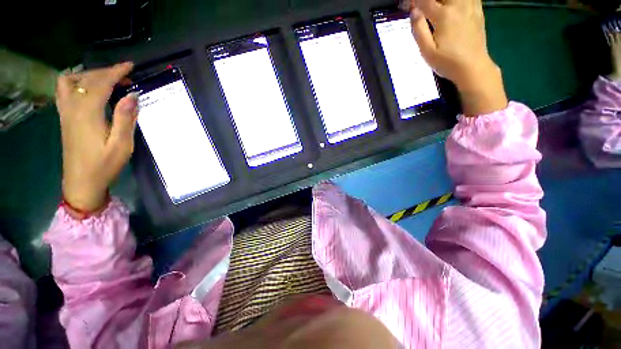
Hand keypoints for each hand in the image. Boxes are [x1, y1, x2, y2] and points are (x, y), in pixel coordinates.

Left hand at [55, 62, 137, 212]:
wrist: (81, 182)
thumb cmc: (104, 165)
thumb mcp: (121, 145)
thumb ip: (125, 118)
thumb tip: (132, 96)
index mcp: (88, 113)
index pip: (101, 83)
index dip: (116, 72)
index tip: (130, 66)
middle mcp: (73, 108)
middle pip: (86, 79)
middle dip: (107, 72)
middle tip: (126, 77)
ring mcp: (65, 112)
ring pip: (70, 81)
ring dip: (89, 75)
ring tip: (106, 80)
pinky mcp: (64, 117)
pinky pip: (64, 90)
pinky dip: (76, 82)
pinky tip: (88, 89)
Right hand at [407, 0, 507, 114]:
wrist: (473, 67)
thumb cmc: (447, 62)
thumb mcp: (427, 51)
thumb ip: (419, 30)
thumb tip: (413, 12)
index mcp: (444, 15)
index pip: (424, 0)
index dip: (412, 0)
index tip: (405, 5)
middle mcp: (458, 5)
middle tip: (420, 6)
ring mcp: (470, 6)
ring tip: (435, 7)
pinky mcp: (477, 10)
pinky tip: (451, 5)